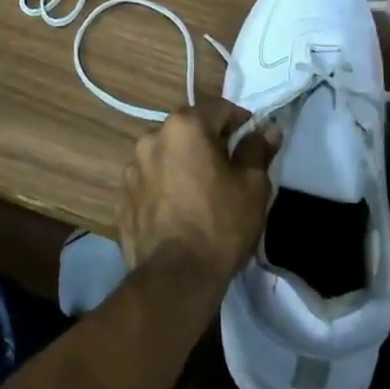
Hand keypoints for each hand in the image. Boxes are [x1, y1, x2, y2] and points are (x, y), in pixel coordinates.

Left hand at [119, 94, 277, 287]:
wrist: (174, 279)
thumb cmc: (220, 224)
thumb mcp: (253, 186)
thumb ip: (258, 150)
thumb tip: (267, 130)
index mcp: (184, 126)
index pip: (218, 108)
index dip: (240, 122)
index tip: (253, 142)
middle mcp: (151, 137)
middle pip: (188, 129)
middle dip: (209, 142)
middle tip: (229, 169)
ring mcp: (131, 168)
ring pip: (166, 154)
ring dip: (183, 164)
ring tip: (201, 192)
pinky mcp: (121, 197)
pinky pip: (150, 181)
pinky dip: (164, 187)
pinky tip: (179, 211)